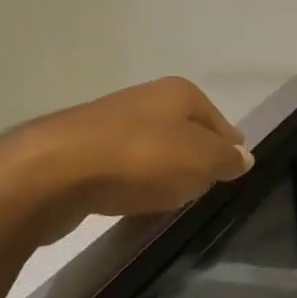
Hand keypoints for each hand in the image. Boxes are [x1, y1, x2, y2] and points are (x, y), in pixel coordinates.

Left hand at [0, 77, 254, 237]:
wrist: (53, 173)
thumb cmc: (142, 159)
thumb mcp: (202, 161)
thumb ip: (226, 160)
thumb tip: (243, 157)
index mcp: (180, 92)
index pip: (219, 121)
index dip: (228, 148)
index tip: (231, 173)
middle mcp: (146, 98)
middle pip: (184, 133)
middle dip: (193, 160)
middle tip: (201, 190)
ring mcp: (110, 122)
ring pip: (151, 150)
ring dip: (160, 173)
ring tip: (166, 202)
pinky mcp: (80, 149)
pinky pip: (120, 168)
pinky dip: (129, 184)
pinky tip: (130, 204)